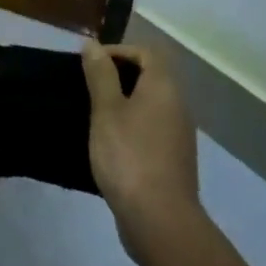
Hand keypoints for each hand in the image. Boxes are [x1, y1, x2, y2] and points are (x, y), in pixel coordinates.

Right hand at [82, 41, 201, 265]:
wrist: (159, 220)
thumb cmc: (129, 156)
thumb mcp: (106, 111)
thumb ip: (100, 75)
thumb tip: (93, 44)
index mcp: (164, 87)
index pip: (146, 52)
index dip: (118, 51)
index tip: (90, 65)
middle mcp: (177, 105)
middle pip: (150, 76)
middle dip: (119, 76)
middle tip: (88, 88)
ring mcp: (178, 135)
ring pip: (150, 105)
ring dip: (124, 103)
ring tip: (94, 115)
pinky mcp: (173, 160)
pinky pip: (151, 129)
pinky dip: (131, 127)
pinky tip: (109, 144)